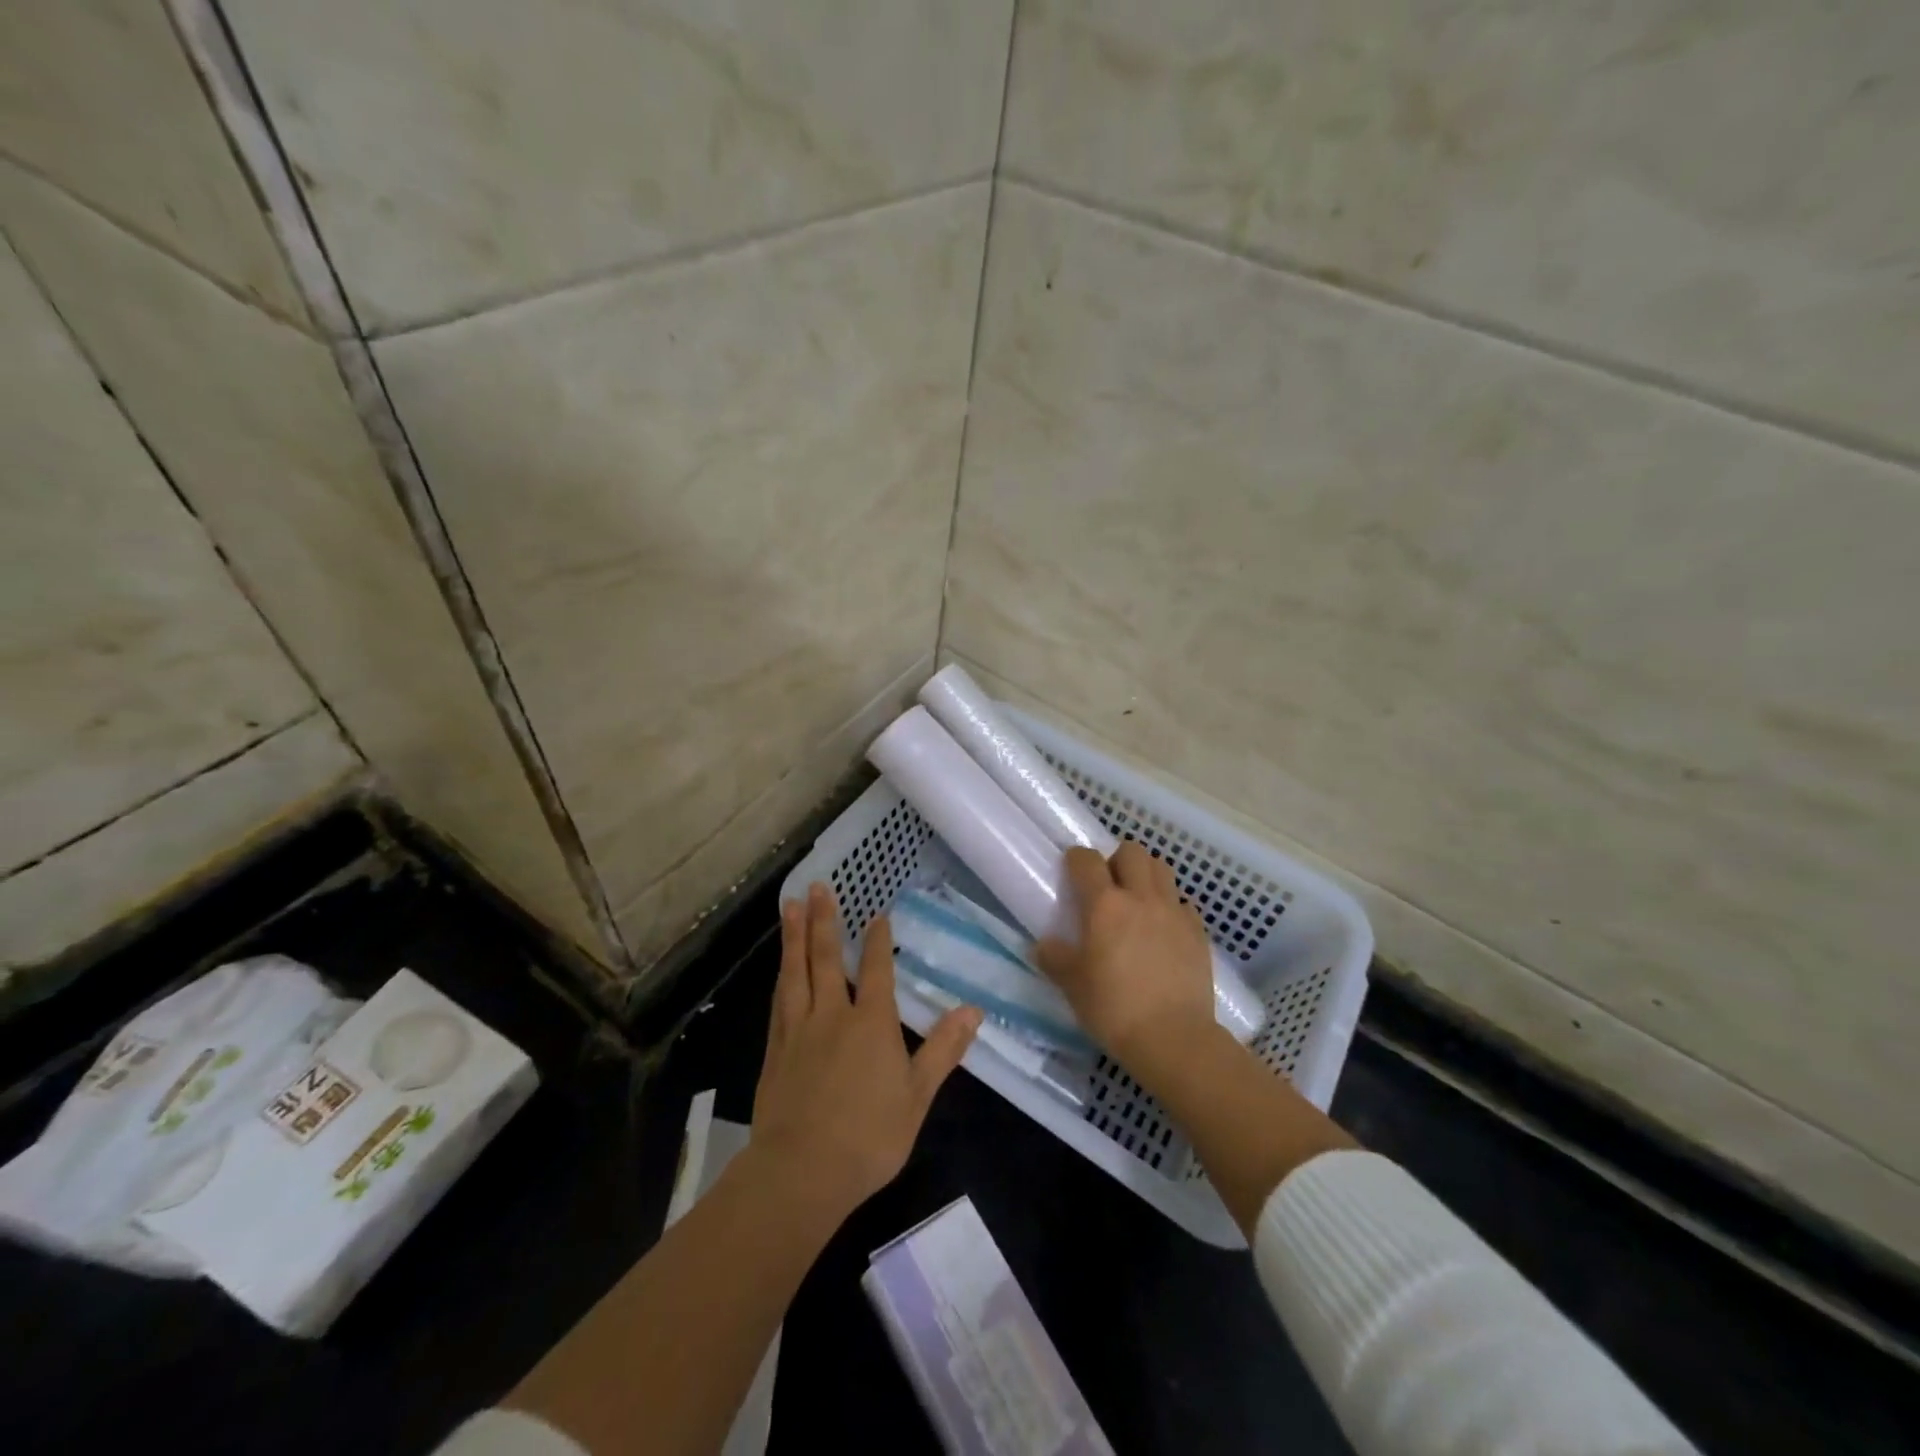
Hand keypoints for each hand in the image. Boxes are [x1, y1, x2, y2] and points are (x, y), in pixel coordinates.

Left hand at [752, 884, 981, 1222]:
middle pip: (827, 959)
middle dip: (823, 920)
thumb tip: (973, 1010)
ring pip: (796, 972)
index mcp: (871, 1023)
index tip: (877, 913)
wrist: (801, 1172)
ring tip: (789, 905)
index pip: (877, 970)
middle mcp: (832, 1015)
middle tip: (817, 886)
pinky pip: (779, 1001)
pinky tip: (781, 968)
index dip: (878, 940)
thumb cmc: (868, 1137)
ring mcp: (798, 1031)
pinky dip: (782, 976)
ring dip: (794, 937)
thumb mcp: (917, 1095)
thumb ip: (943, 1049)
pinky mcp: (775, 1051)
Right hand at [1036, 843, 1218, 1071]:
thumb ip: (1055, 958)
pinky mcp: (1198, 932)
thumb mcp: (1072, 986)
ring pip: (1162, 869)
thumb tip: (1044, 945)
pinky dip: (1171, 907)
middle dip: (1117, 859)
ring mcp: (1174, 912)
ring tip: (1137, 901)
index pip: (1087, 860)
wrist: (1174, 1038)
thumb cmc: (1114, 1009)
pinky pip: (1183, 903)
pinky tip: (1163, 930)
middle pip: (1132, 852)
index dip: (1076, 859)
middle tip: (1108, 885)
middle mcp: (1141, 898)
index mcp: (1105, 905)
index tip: (1071, 871)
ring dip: (1146, 875)